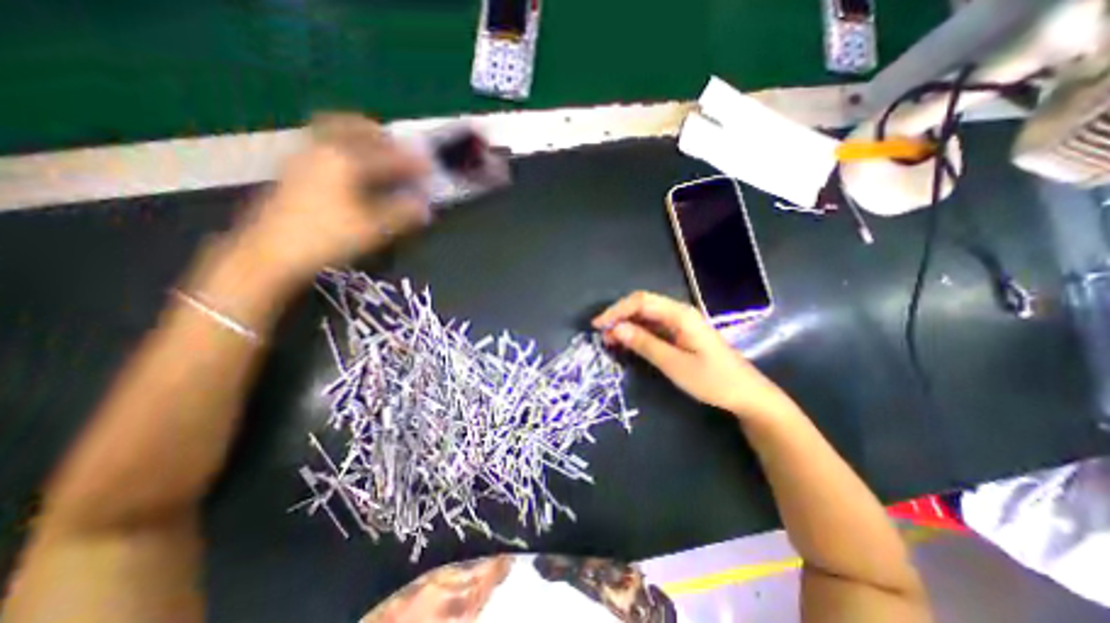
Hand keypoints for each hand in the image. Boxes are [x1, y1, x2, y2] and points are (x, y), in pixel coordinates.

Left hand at [237, 113, 430, 284]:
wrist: (272, 252)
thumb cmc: (328, 237)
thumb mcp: (374, 228)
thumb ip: (403, 214)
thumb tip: (425, 207)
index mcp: (346, 161)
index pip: (387, 156)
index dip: (411, 161)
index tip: (429, 166)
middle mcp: (323, 150)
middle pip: (354, 127)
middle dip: (381, 136)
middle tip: (400, 148)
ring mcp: (304, 158)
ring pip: (335, 133)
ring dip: (360, 139)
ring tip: (378, 154)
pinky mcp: (294, 170)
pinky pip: (323, 146)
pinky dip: (344, 148)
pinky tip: (353, 169)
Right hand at [593, 289, 794, 417]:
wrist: (746, 394)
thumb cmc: (712, 380)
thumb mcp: (674, 364)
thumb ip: (644, 344)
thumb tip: (615, 328)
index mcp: (680, 314)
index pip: (641, 301)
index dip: (616, 310)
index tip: (598, 325)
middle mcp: (679, 313)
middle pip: (642, 305)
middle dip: (619, 316)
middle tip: (601, 334)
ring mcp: (680, 323)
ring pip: (646, 316)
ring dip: (626, 325)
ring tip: (609, 340)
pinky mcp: (681, 334)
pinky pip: (653, 327)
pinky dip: (637, 333)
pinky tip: (626, 343)